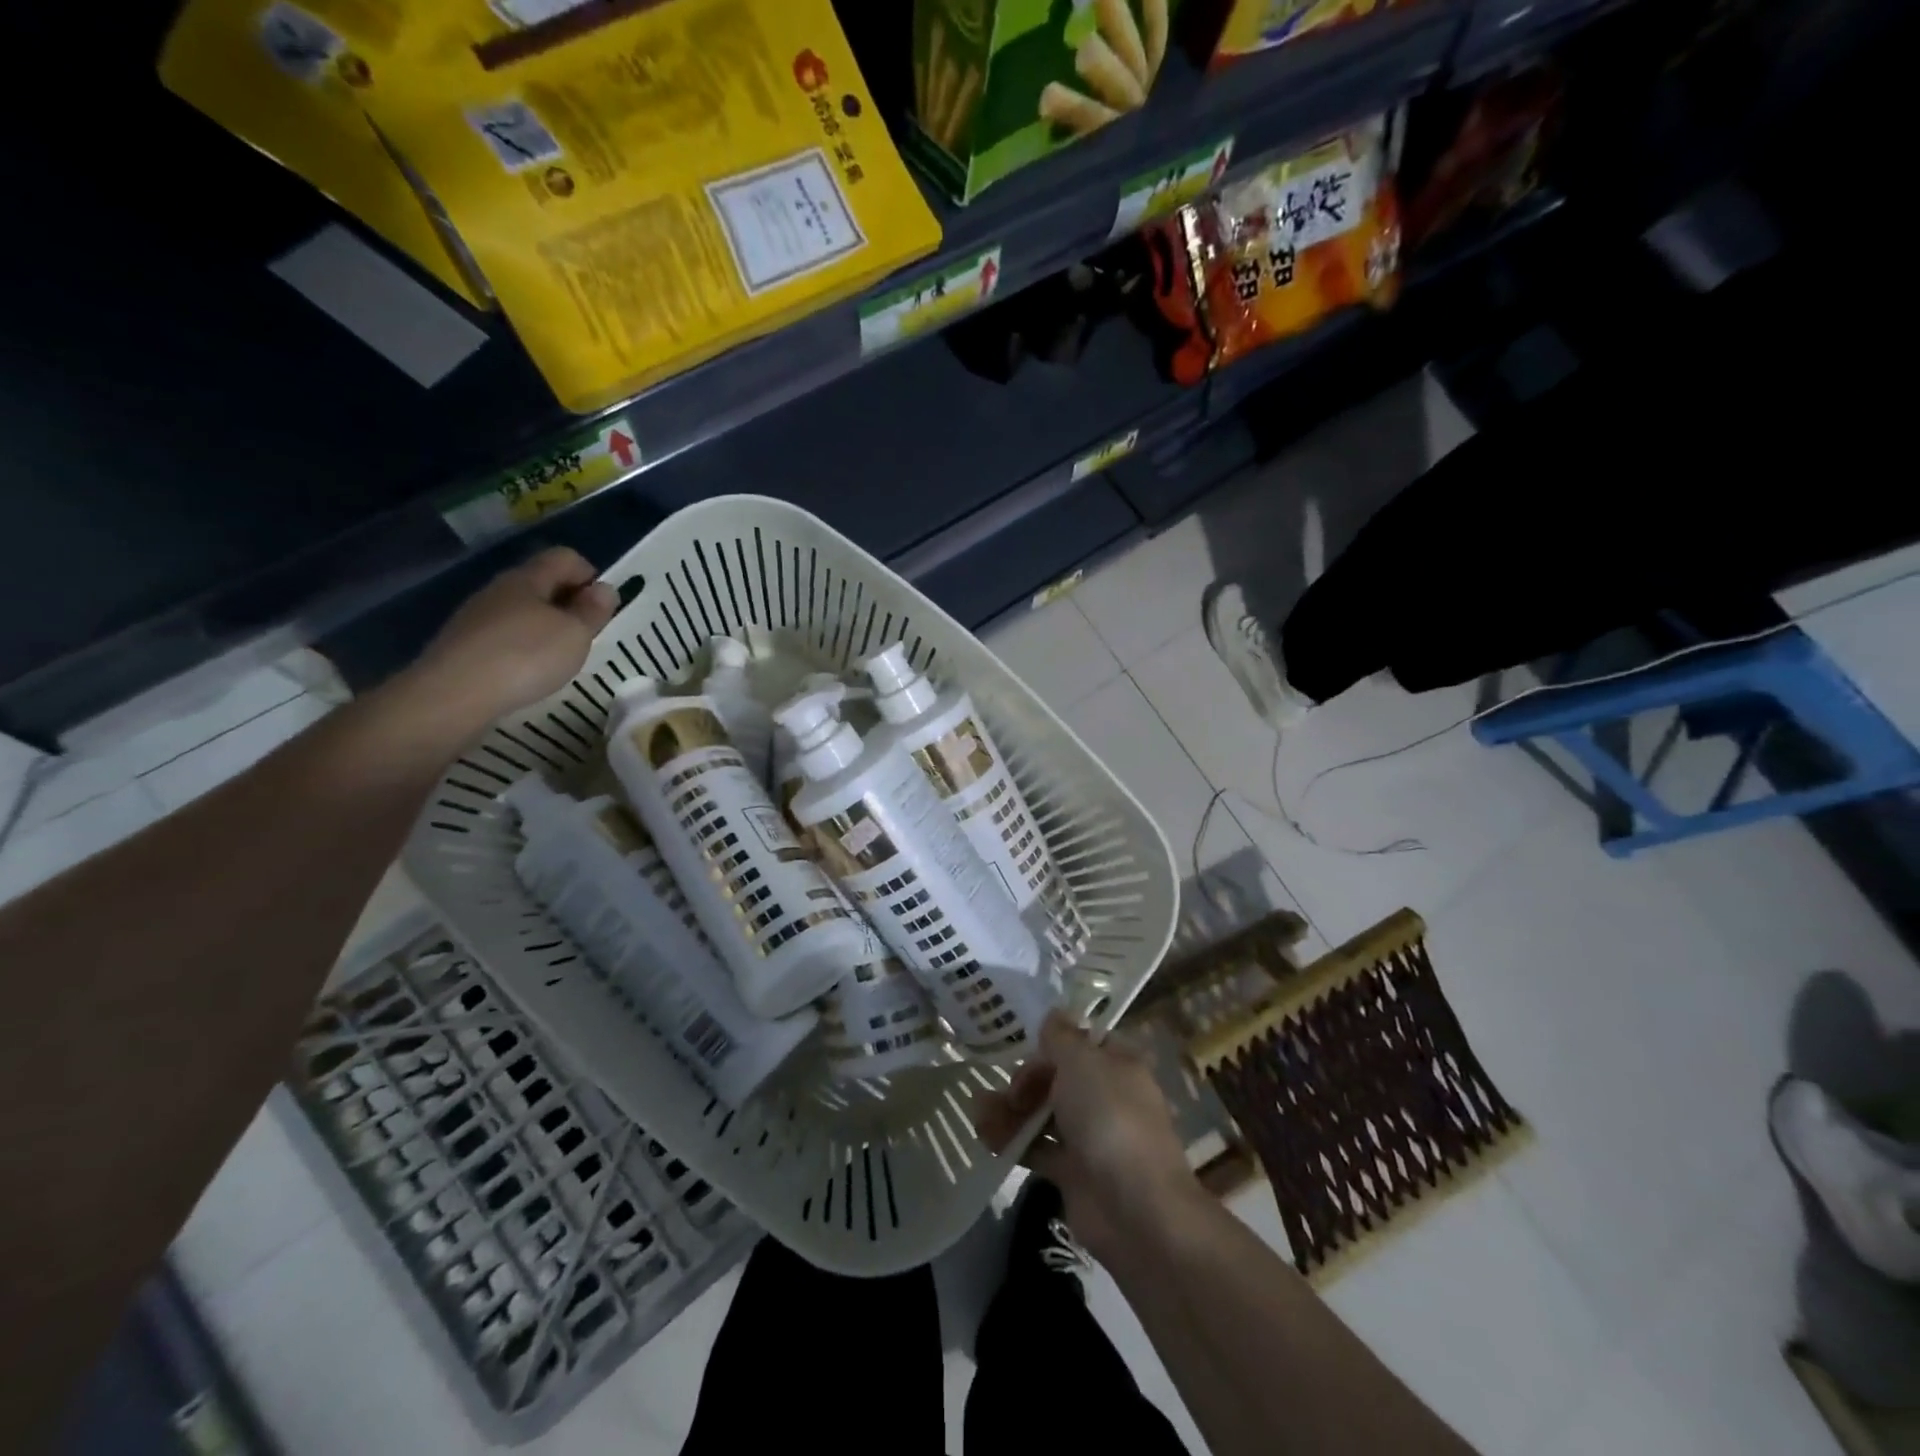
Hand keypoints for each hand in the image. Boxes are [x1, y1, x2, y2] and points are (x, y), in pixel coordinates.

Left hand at [405, 547, 617, 732]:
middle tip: (585, 636)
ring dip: (546, 626)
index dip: (590, 577)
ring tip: (558, 658)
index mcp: (528, 578)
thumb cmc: (526, 657)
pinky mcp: (464, 643)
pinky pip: (504, 634)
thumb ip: (593, 611)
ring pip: (522, 609)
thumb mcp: (575, 635)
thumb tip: (604, 589)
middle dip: (568, 603)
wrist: (453, 695)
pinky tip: (527, 672)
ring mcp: (477, 615)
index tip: (601, 609)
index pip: (565, 558)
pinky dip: (523, 646)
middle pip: (542, 582)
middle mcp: (499, 588)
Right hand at [976, 1010, 1200, 1260]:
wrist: (1135, 1208)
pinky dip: (1011, 1139)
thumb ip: (1061, 1037)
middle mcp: (1106, 1096)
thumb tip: (1054, 1013)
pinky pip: (1037, 1146)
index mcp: (1118, 1065)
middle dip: (1028, 1079)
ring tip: (980, 1111)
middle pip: (1059, 1076)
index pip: (1084, 1042)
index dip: (1055, 1042)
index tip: (1027, 1045)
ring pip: (1044, 1112)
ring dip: (1012, 1108)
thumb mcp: (1082, 1061)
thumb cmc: (1110, 1117)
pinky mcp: (1072, 1171)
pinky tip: (985, 1133)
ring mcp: (1090, 1136)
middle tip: (1012, 1090)